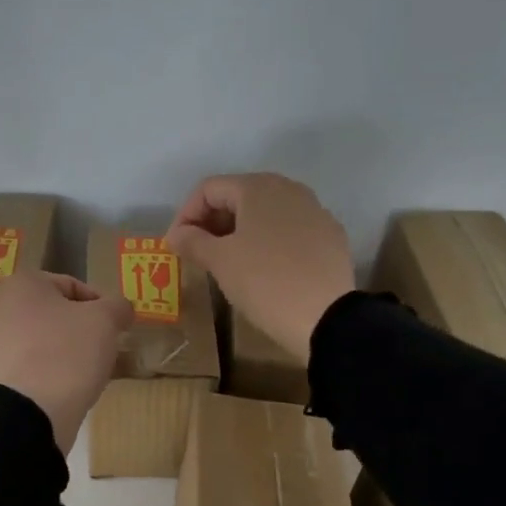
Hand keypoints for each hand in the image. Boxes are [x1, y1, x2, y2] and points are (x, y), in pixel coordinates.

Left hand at [0, 271, 132, 453]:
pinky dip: (47, 373)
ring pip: (41, 342)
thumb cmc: (67, 353)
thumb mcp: (105, 321)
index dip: (101, 306)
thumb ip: (118, 306)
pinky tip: (63, 390)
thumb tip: (120, 308)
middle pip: (54, 314)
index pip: (73, 286)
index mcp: (22, 283)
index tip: (115, 329)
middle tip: (102, 351)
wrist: (29, 412)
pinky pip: (28, 367)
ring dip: (65, 353)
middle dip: (80, 330)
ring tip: (85, 374)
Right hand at [164, 173, 354, 361]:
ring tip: (228, 262)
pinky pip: (289, 231)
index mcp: (258, 187)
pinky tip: (264, 269)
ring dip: (240, 232)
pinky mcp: (330, 237)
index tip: (176, 246)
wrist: (325, 317)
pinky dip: (269, 242)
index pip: (209, 189)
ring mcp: (315, 211)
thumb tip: (176, 234)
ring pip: (266, 213)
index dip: (185, 215)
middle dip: (212, 222)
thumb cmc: (264, 281)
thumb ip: (193, 241)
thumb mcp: (220, 261)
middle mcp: (289, 189)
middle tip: (198, 253)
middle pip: (239, 196)